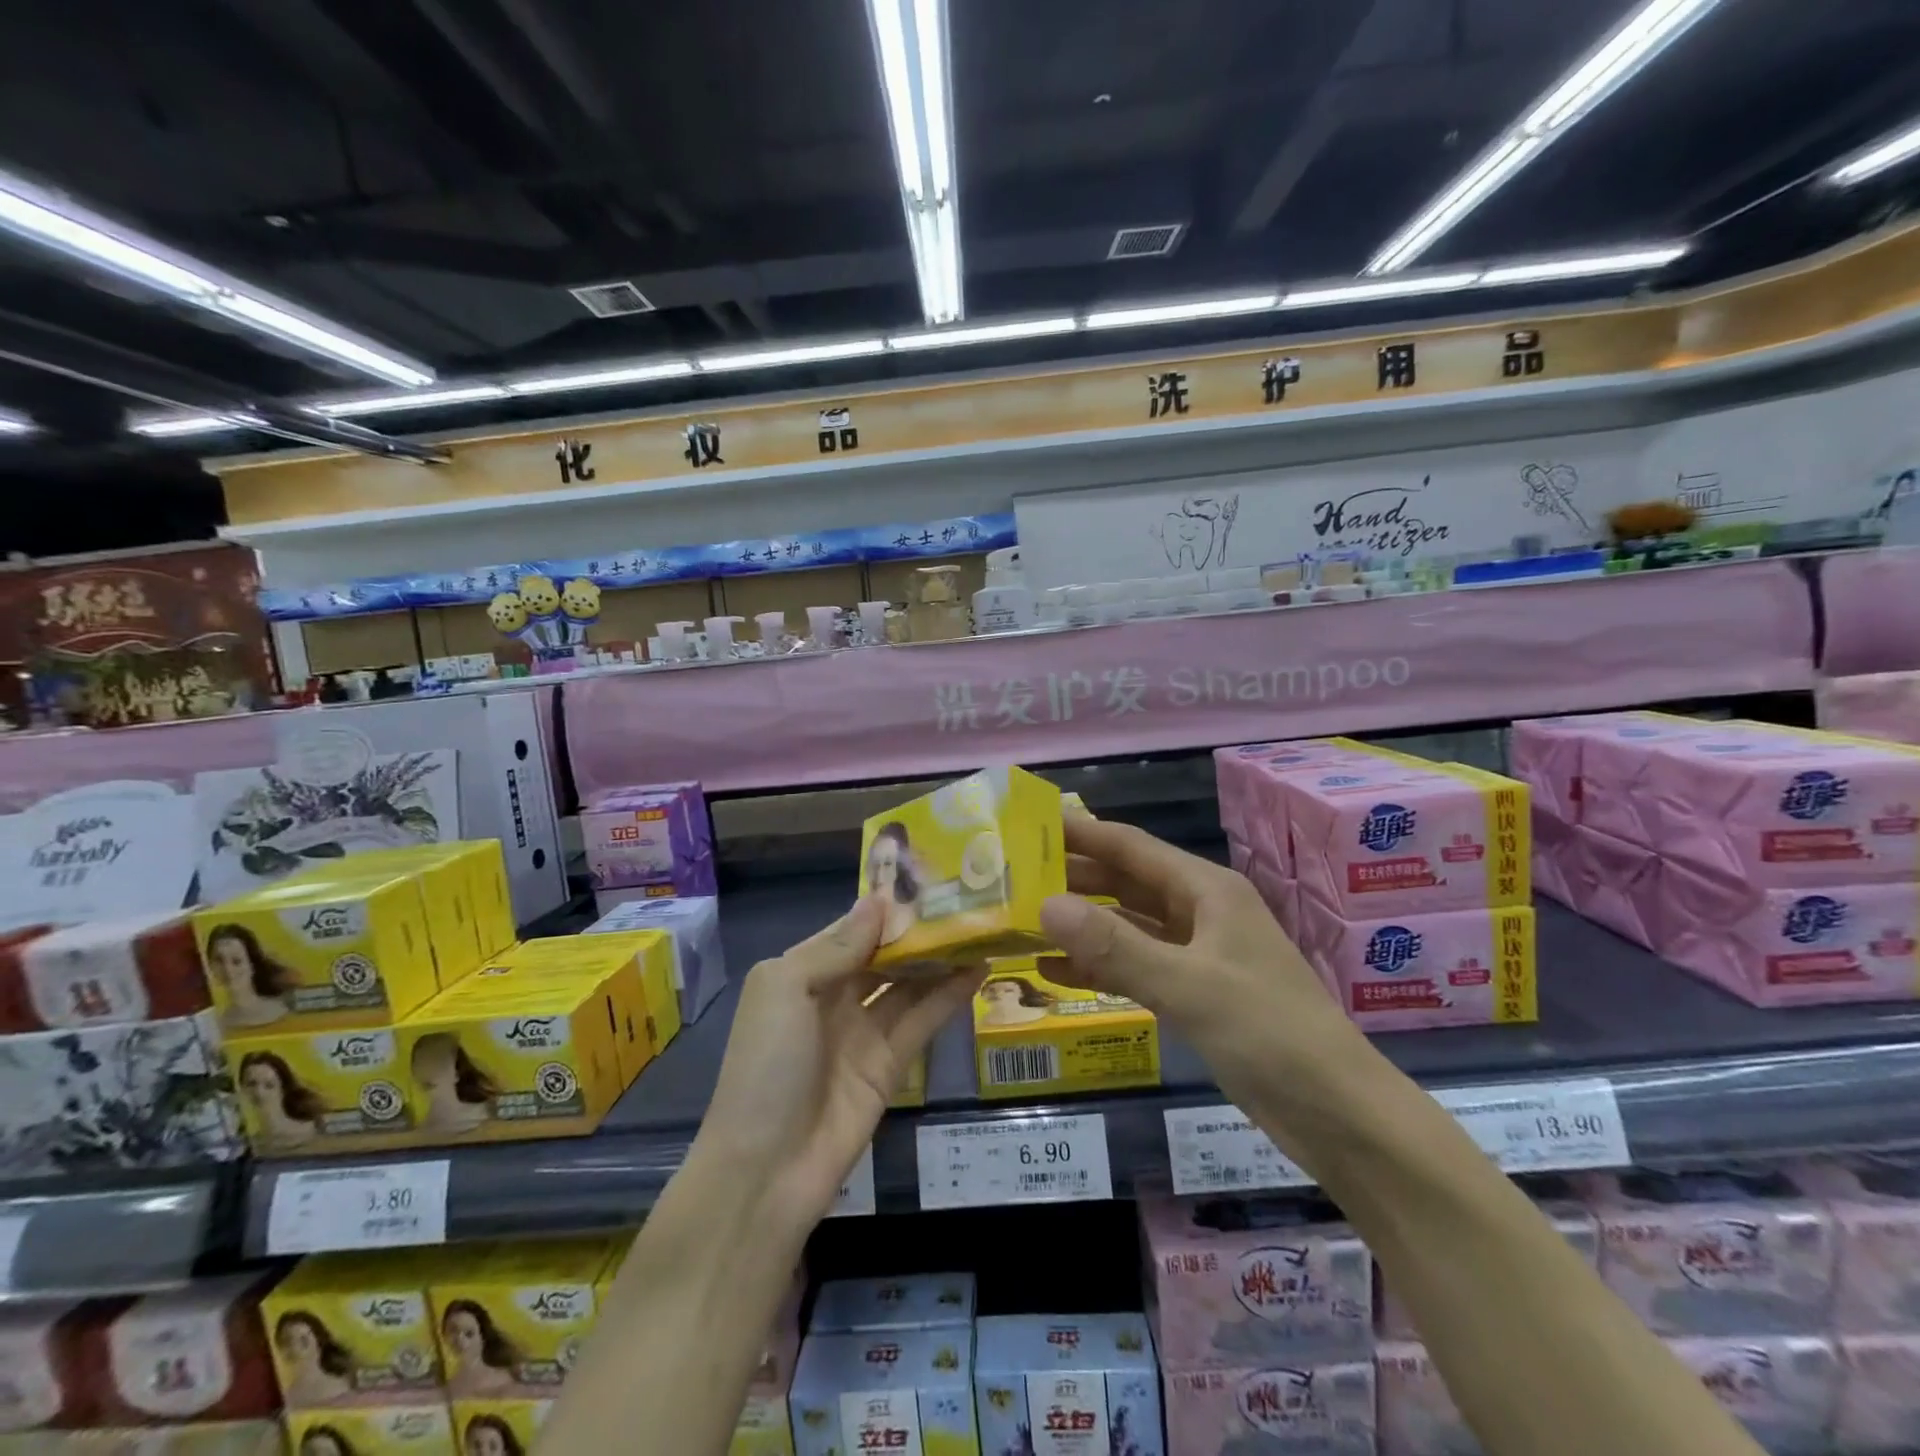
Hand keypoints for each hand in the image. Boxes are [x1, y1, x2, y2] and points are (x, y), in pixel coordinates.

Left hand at [690, 898, 982, 1230]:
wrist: (767, 1170)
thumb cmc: (767, 1064)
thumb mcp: (787, 988)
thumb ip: (837, 946)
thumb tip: (879, 901)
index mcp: (802, 971)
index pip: (851, 928)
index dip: (886, 906)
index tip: (927, 877)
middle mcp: (834, 996)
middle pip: (884, 954)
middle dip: (918, 930)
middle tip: (966, 899)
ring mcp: (864, 1031)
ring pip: (908, 983)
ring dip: (940, 958)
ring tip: (981, 927)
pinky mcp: (891, 1064)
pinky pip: (922, 1019)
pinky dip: (949, 995)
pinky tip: (979, 969)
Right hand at [1038, 815, 1363, 1107]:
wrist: (1339, 1115)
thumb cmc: (1269, 1033)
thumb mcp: (1188, 986)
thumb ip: (1115, 946)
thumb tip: (1045, 905)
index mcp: (1206, 891)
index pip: (1132, 847)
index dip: (1082, 834)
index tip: (1031, 826)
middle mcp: (1200, 912)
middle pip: (1126, 883)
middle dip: (1074, 879)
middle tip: (1014, 878)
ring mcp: (1198, 954)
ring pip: (1128, 926)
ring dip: (1082, 925)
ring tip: (1023, 922)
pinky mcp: (1195, 993)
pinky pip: (1137, 967)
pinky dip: (1100, 966)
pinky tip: (1055, 973)